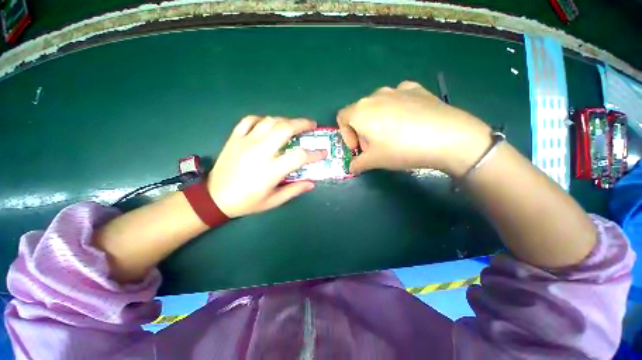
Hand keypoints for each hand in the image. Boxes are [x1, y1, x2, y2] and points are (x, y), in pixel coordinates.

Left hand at [207, 116, 326, 217]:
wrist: (214, 198)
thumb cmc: (246, 202)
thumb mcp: (273, 201)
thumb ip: (294, 190)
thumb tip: (311, 183)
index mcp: (271, 170)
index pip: (299, 156)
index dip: (315, 154)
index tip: (323, 153)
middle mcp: (260, 151)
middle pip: (285, 129)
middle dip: (302, 124)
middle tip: (311, 125)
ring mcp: (245, 142)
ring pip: (269, 121)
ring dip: (285, 120)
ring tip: (293, 125)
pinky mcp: (234, 138)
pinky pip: (249, 120)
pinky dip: (262, 119)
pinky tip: (268, 124)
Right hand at [337, 81, 490, 175]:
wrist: (448, 137)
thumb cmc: (401, 149)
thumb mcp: (374, 161)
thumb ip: (357, 164)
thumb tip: (352, 168)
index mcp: (360, 111)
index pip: (341, 118)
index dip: (346, 135)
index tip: (358, 148)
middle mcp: (375, 95)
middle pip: (359, 113)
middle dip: (362, 131)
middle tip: (375, 146)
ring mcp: (397, 89)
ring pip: (378, 105)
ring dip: (377, 120)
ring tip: (392, 135)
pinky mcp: (416, 89)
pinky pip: (398, 97)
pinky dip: (396, 108)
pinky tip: (408, 120)